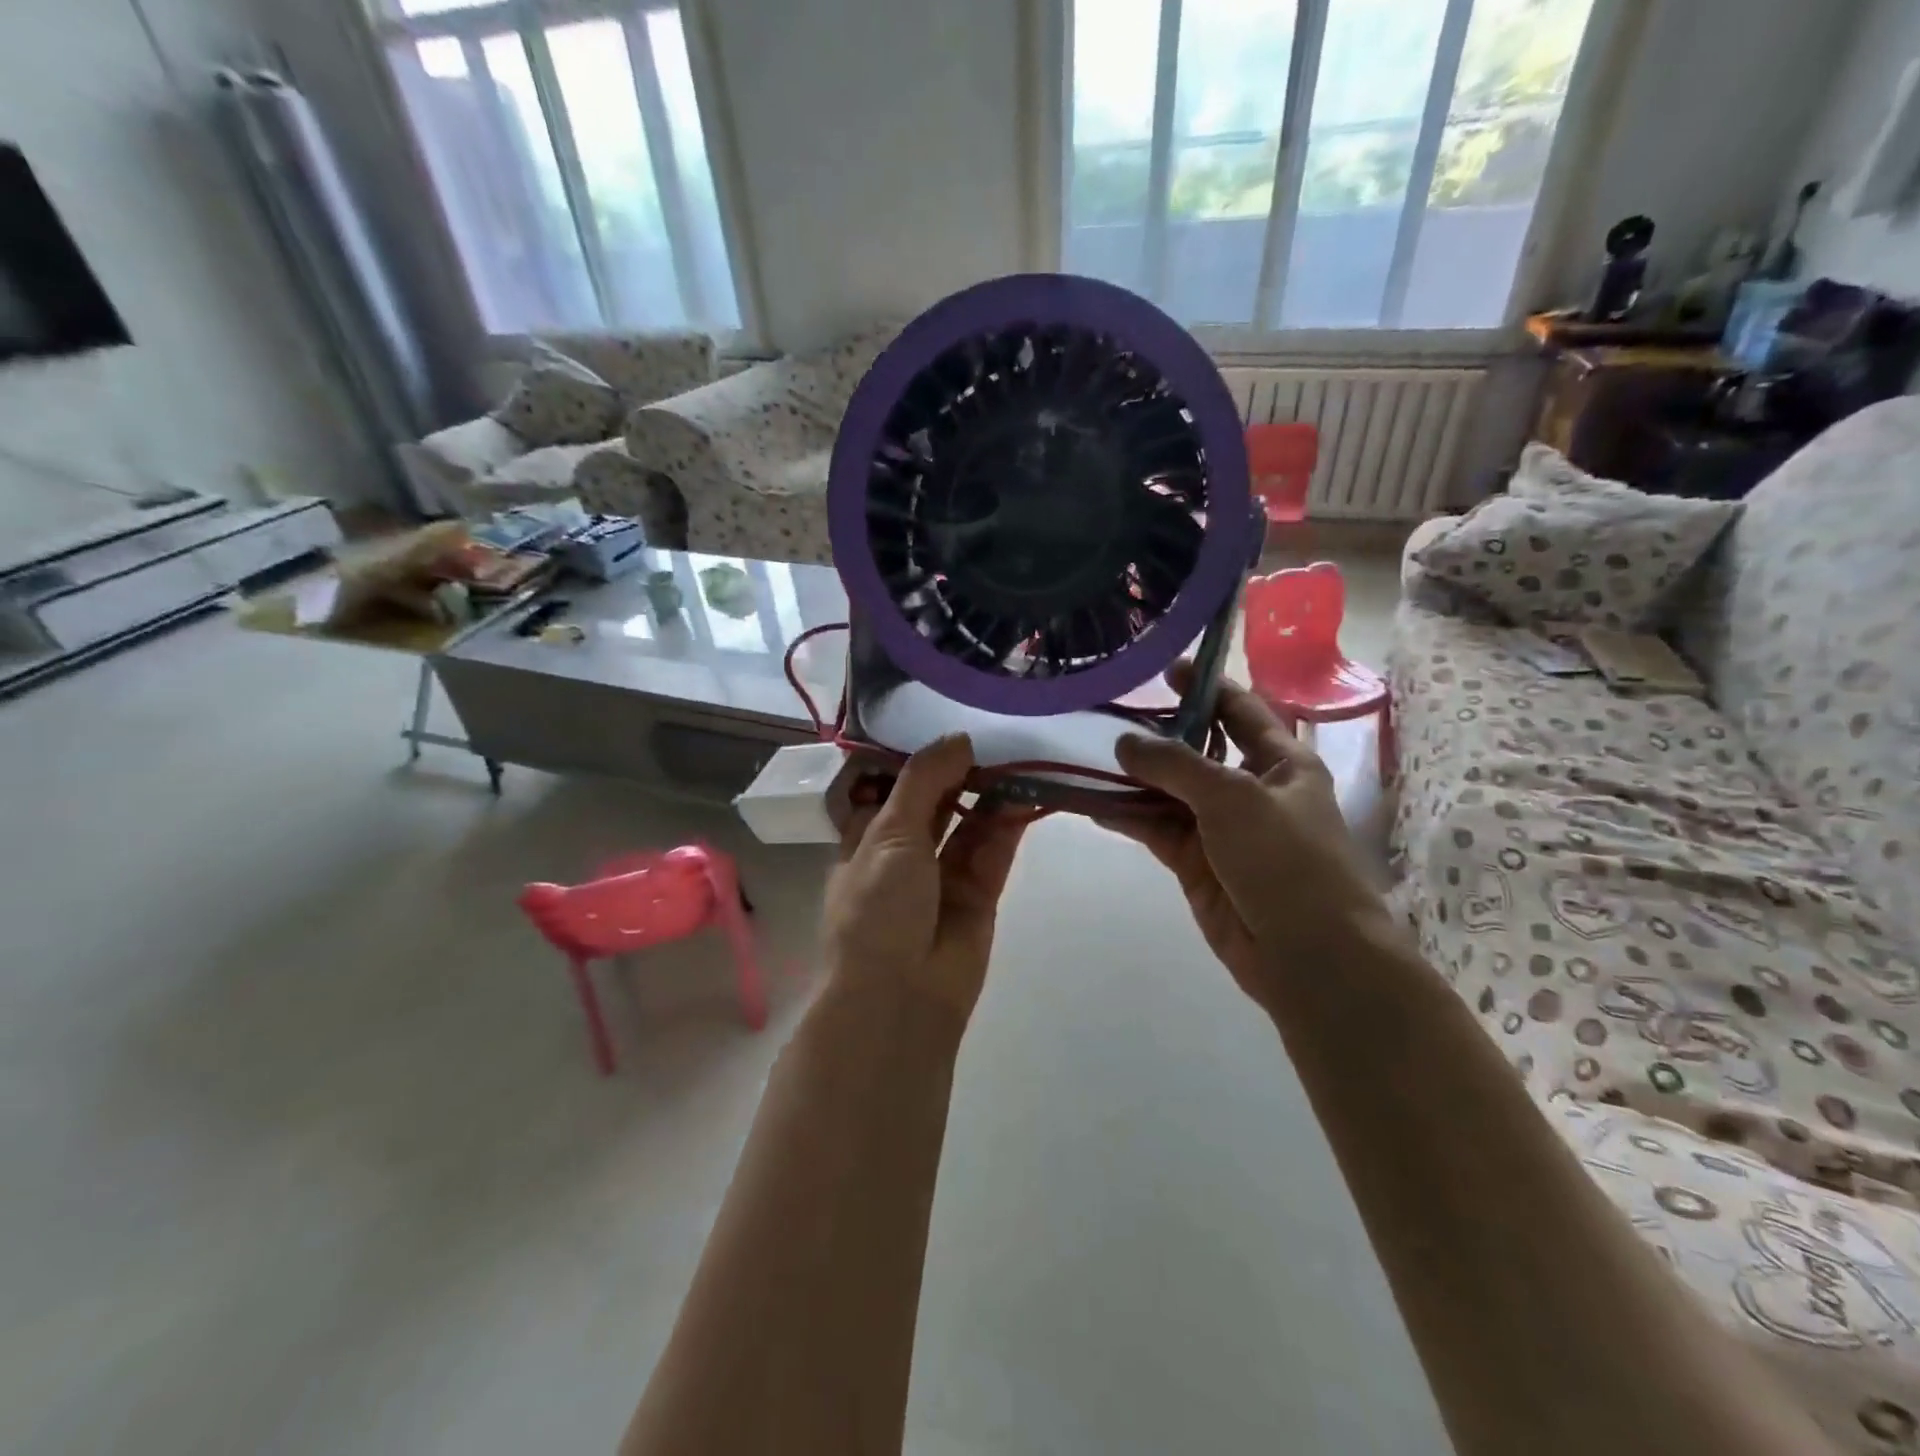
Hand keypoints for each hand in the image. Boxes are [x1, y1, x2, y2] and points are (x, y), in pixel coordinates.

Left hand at [823, 735, 1028, 1023]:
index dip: (917, 759)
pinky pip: (994, 851)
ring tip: (1017, 756)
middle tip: (993, 733)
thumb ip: (924, 781)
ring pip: (969, 824)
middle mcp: (904, 855)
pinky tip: (1026, 792)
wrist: (899, 998)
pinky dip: (1008, 823)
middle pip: (935, 803)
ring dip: (989, 793)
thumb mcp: (889, 832)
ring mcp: (943, 877)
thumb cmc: (876, 908)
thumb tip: (957, 738)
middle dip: (960, 772)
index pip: (891, 788)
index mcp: (866, 839)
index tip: (946, 721)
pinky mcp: (979, 896)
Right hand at [1102, 665, 1396, 1010]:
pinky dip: (1127, 816)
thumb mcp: (1234, 797)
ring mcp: (1220, 827)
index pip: (1239, 710)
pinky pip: (1155, 828)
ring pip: (1168, 791)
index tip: (1164, 669)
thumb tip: (1123, 742)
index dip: (1205, 686)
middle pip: (1196, 749)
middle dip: (1156, 734)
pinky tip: (1091, 802)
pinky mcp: (1196, 862)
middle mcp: (1250, 788)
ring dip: (1132, 777)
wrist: (1308, 954)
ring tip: (1084, 754)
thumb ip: (1175, 765)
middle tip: (1105, 713)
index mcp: (1281, 761)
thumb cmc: (1286, 860)